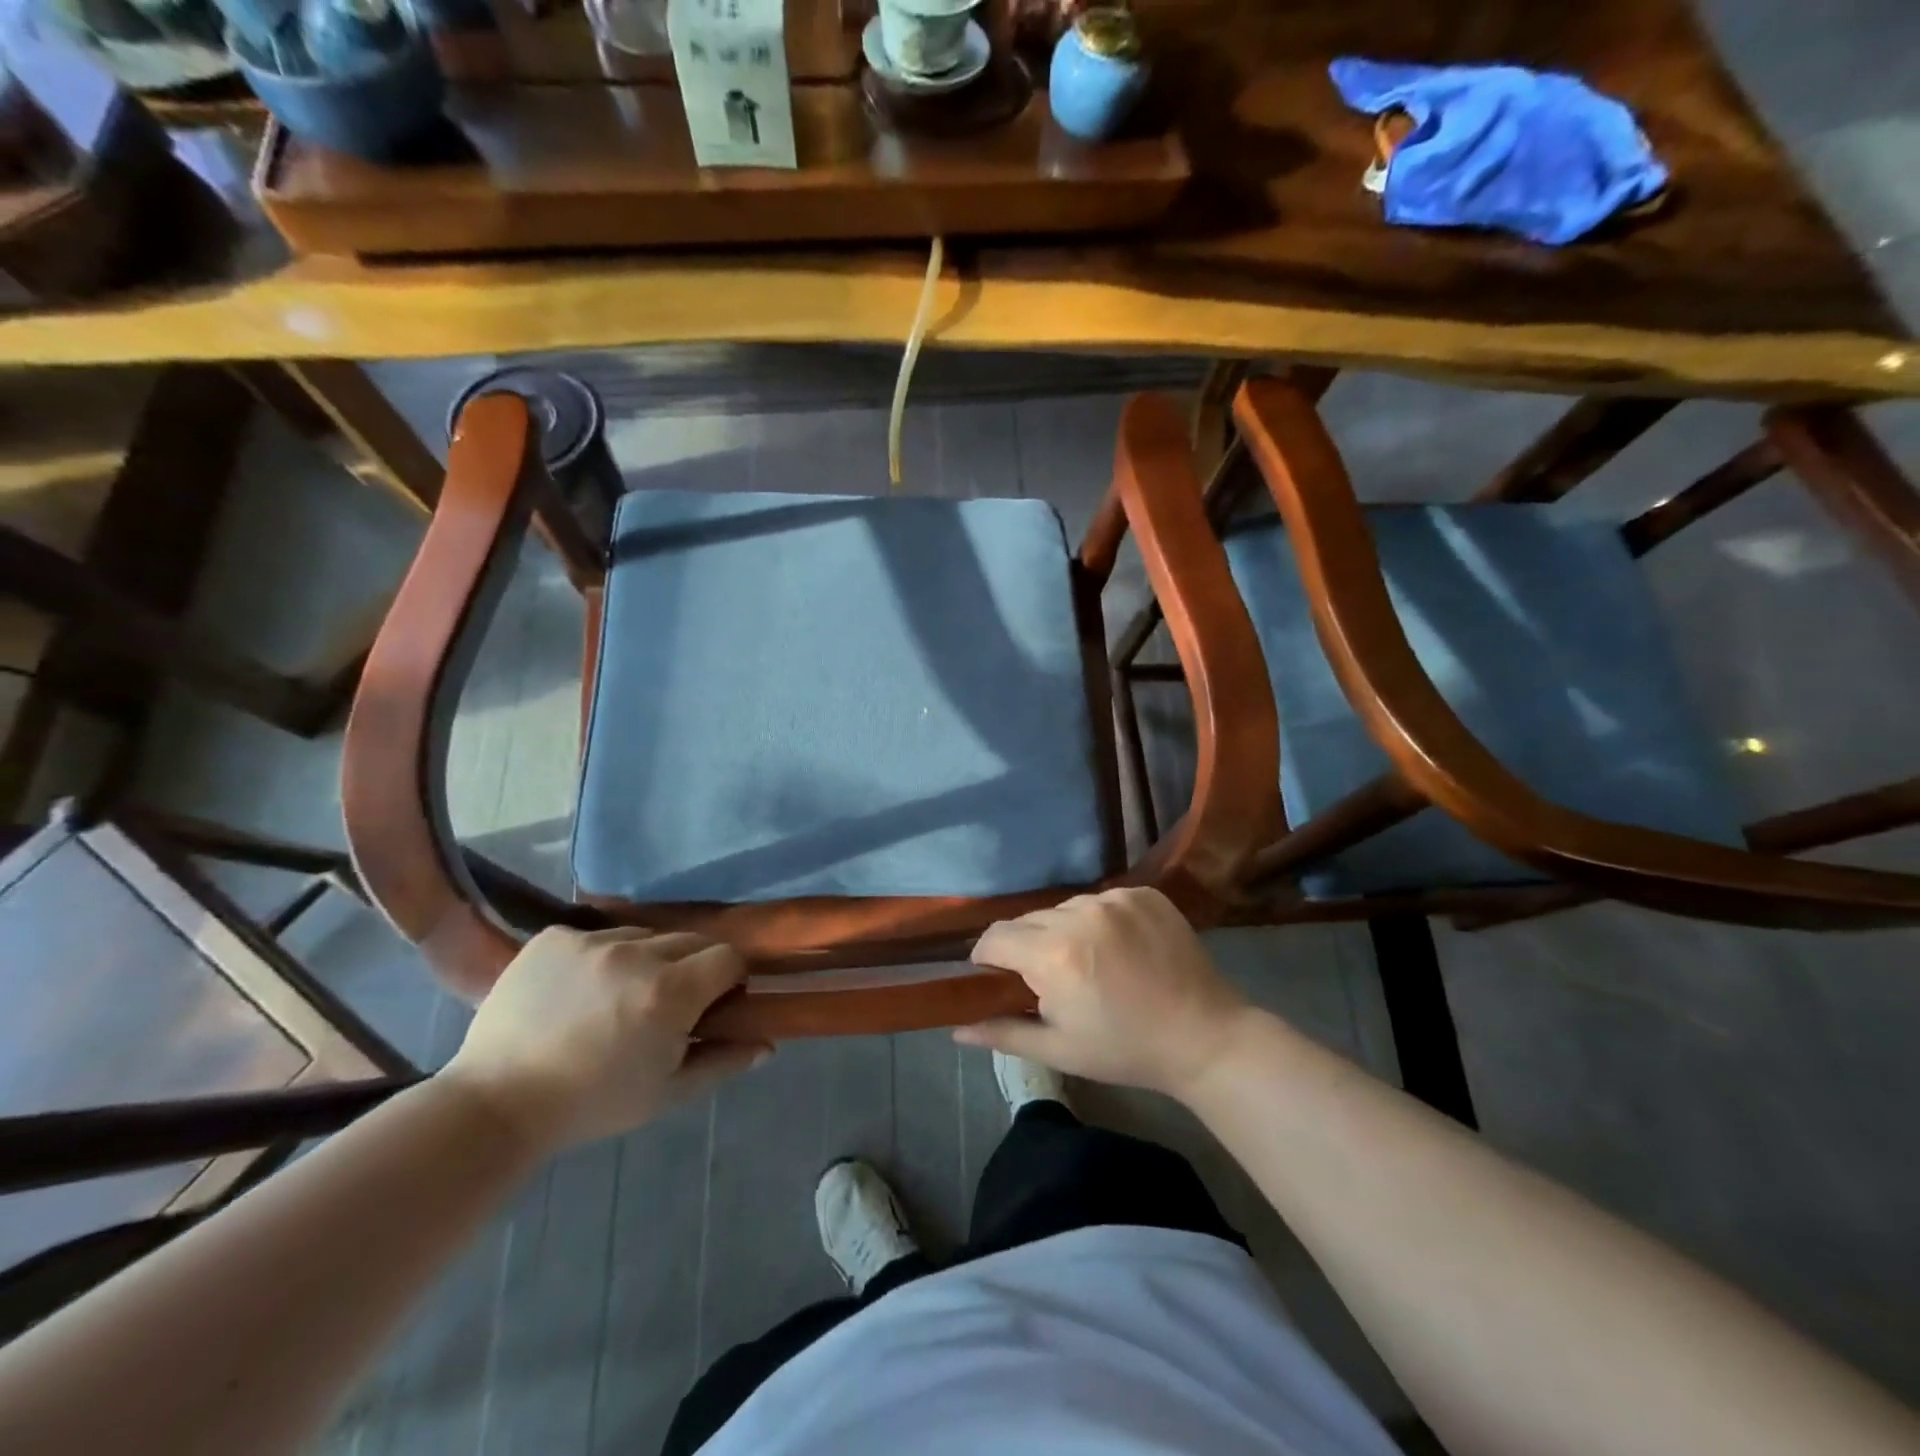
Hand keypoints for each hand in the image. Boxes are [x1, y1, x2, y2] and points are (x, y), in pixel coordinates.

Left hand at [441, 927, 770, 1151]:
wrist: (496, 1103)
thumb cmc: (592, 1104)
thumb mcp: (667, 1093)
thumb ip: (723, 1062)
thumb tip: (767, 1044)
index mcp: (671, 992)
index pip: (729, 957)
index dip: (729, 978)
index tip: (715, 1002)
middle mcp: (638, 953)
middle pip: (691, 941)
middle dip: (692, 968)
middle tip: (667, 1005)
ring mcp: (592, 940)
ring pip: (645, 935)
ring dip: (646, 959)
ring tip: (618, 997)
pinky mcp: (555, 936)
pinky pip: (598, 935)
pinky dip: (601, 957)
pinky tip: (580, 990)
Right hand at [955, 887, 1248, 1099]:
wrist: (1205, 1036)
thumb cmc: (1125, 1050)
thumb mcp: (1059, 1049)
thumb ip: (1002, 1033)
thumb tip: (956, 1030)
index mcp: (1054, 955)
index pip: (995, 938)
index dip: (988, 958)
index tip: (998, 978)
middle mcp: (1080, 914)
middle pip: (1029, 920)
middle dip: (1027, 947)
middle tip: (1048, 979)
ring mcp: (1116, 899)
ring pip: (1065, 908)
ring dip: (1063, 931)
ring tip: (1087, 963)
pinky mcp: (1144, 893)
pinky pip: (1102, 900)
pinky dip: (1099, 920)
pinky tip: (1118, 948)